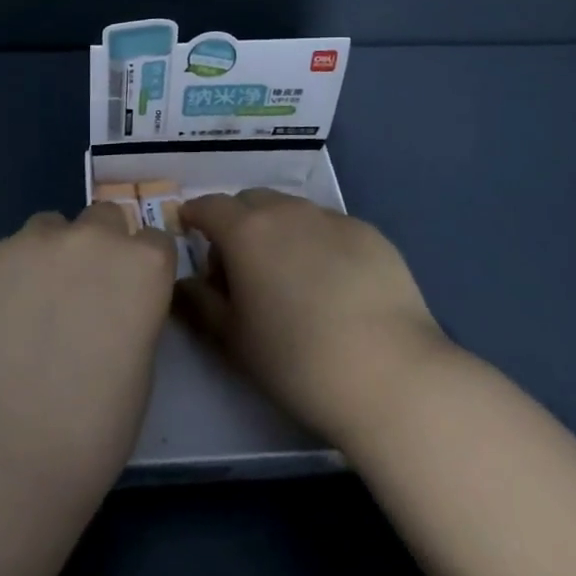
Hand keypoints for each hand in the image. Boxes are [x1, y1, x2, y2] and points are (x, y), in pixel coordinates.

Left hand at [0, 204, 177, 496]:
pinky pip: (7, 253)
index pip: (153, 240)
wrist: (12, 447)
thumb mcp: (142, 360)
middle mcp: (93, 237)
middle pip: (103, 217)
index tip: (128, 295)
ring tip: (33, 304)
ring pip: (49, 227)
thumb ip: (132, 310)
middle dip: (98, 246)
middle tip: (81, 294)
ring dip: (50, 253)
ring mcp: (35, 241)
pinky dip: (8, 275)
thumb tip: (111, 304)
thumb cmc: (98, 423)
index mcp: (144, 263)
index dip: (141, 268)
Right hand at [178, 189, 448, 445]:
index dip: (195, 216)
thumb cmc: (296, 360)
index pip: (209, 206)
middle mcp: (288, 211)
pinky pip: (330, 227)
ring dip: (279, 229)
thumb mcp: (233, 339)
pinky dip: (318, 242)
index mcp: (246, 231)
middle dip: (238, 221)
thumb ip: (201, 303)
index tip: (191, 233)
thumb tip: (186, 283)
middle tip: (240, 262)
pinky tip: (333, 282)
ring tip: (289, 273)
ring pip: (293, 210)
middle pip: (251, 201)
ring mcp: (334, 219)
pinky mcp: (371, 234)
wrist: (390, 374)